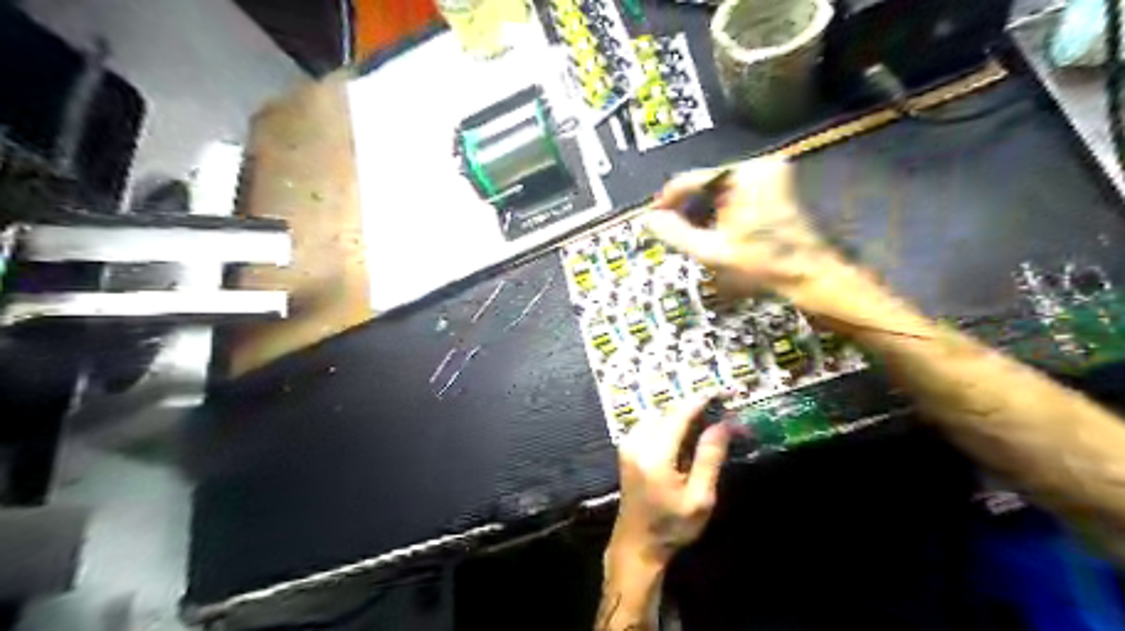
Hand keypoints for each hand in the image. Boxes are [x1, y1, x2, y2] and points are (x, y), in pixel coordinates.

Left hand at [611, 395, 734, 566]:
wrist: (637, 544)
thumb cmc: (671, 526)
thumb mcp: (699, 497)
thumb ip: (709, 457)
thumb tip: (724, 424)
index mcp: (654, 455)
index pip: (679, 415)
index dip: (702, 400)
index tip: (723, 391)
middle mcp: (637, 442)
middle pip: (669, 413)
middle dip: (695, 408)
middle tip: (721, 411)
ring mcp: (628, 443)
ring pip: (660, 416)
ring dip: (683, 415)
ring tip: (708, 421)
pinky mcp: (627, 447)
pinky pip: (651, 424)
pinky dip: (670, 423)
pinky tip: (686, 434)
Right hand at [647, 158, 863, 324]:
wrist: (810, 271)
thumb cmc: (763, 263)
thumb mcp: (713, 251)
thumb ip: (676, 234)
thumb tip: (651, 220)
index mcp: (742, 177)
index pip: (692, 179)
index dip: (669, 199)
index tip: (656, 215)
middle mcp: (758, 166)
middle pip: (708, 182)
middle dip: (690, 206)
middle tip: (677, 229)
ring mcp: (772, 173)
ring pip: (722, 187)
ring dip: (706, 208)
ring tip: (698, 233)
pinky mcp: (778, 183)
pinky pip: (739, 191)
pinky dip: (725, 207)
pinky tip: (721, 228)